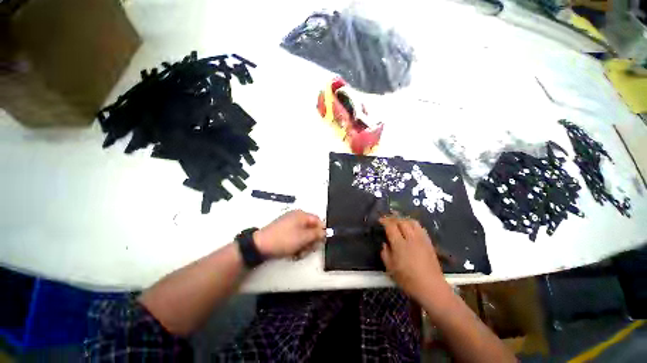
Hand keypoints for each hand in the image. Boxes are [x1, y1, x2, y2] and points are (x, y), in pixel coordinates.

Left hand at [254, 210, 325, 258]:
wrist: (260, 246)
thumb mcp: (303, 238)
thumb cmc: (283, 240)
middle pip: (311, 228)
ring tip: (298, 253)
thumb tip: (325, 231)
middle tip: (307, 249)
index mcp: (302, 215)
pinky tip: (293, 252)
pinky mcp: (284, 231)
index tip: (320, 242)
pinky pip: (296, 236)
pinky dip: (297, 244)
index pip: (318, 220)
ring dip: (304, 244)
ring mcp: (289, 223)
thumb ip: (317, 234)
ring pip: (304, 234)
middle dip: (311, 240)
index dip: (321, 231)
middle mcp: (296, 217)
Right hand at [380, 217, 449, 301]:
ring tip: (399, 222)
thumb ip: (385, 253)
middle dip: (393, 218)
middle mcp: (411, 238)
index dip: (384, 221)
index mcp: (399, 244)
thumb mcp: (390, 268)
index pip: (391, 226)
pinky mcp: (429, 242)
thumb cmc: (408, 280)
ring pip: (412, 222)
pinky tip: (410, 228)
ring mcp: (421, 239)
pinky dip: (413, 224)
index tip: (380, 220)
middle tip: (388, 220)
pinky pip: (420, 228)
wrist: (431, 287)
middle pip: (401, 221)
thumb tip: (385, 244)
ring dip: (403, 219)